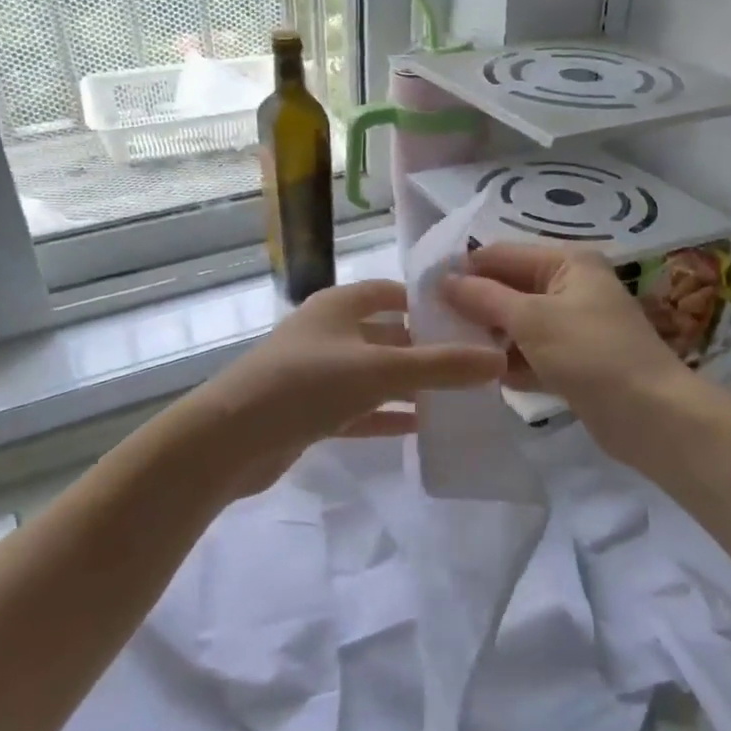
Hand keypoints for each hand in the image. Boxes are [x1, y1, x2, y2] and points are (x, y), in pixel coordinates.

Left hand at [190, 278, 505, 495]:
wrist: (232, 438)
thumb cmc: (308, 384)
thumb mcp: (381, 370)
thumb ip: (441, 366)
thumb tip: (499, 360)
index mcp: (339, 306)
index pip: (390, 292)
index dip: (426, 302)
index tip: (467, 319)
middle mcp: (327, 333)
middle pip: (385, 335)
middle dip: (424, 349)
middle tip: (471, 365)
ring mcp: (315, 373)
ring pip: (372, 375)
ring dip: (408, 386)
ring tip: (455, 398)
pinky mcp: (308, 411)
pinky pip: (357, 408)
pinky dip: (384, 416)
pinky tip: (417, 427)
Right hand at [438, 244, 688, 461]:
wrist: (652, 416)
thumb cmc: (591, 354)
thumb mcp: (531, 319)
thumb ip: (483, 298)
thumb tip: (442, 280)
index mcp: (566, 263)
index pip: (501, 254)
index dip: (463, 270)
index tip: (422, 293)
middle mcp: (569, 287)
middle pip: (507, 288)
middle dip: (473, 306)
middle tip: (430, 326)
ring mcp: (572, 325)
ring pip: (516, 324)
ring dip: (487, 336)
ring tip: (449, 351)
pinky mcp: (572, 361)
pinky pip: (529, 353)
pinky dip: (509, 362)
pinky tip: (481, 376)